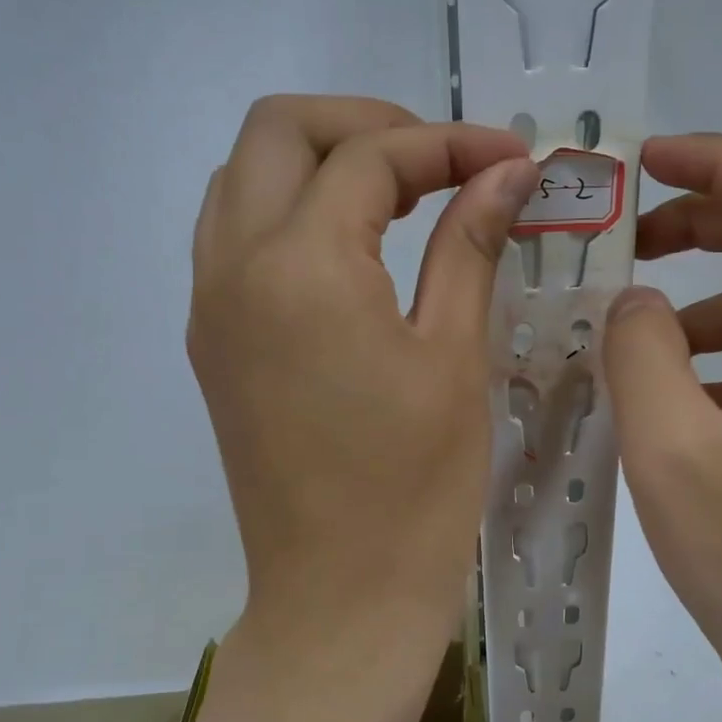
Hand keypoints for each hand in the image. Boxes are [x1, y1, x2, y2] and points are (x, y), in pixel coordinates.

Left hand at [189, 96, 535, 651]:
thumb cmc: (415, 488)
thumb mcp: (453, 358)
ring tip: (399, 200)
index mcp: (301, 267)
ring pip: (243, 178)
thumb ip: (469, 246)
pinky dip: (290, 213)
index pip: (370, 158)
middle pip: (279, 132)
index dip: (449, 143)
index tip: (511, 158)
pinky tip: (352, 253)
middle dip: (365, 126)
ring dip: (318, 164)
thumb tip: (504, 173)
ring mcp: (210, 306)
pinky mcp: (212, 344)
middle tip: (441, 165)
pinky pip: (234, 238)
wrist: (340, 595)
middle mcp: (234, 267)